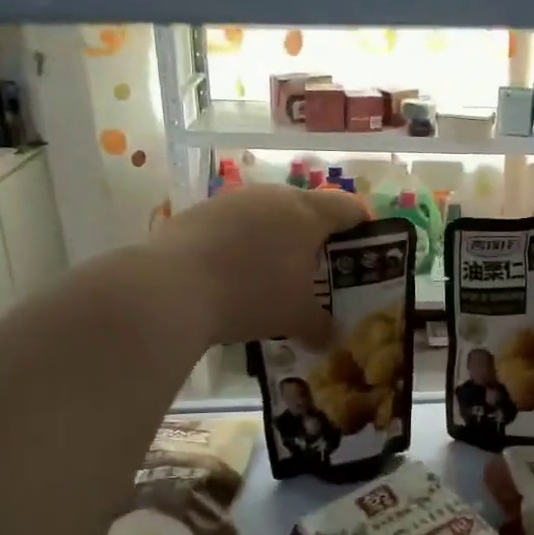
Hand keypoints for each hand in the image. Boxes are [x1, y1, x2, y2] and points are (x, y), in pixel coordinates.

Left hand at [155, 184, 369, 346]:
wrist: (171, 288)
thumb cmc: (251, 295)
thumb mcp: (295, 318)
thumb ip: (321, 326)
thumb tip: (331, 338)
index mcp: (308, 213)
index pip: (349, 208)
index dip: (361, 227)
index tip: (362, 251)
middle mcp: (274, 196)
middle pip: (307, 208)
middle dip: (315, 237)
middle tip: (317, 270)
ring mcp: (233, 200)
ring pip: (267, 215)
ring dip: (275, 239)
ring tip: (272, 275)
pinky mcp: (200, 211)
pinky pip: (234, 224)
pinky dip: (241, 244)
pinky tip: (232, 274)